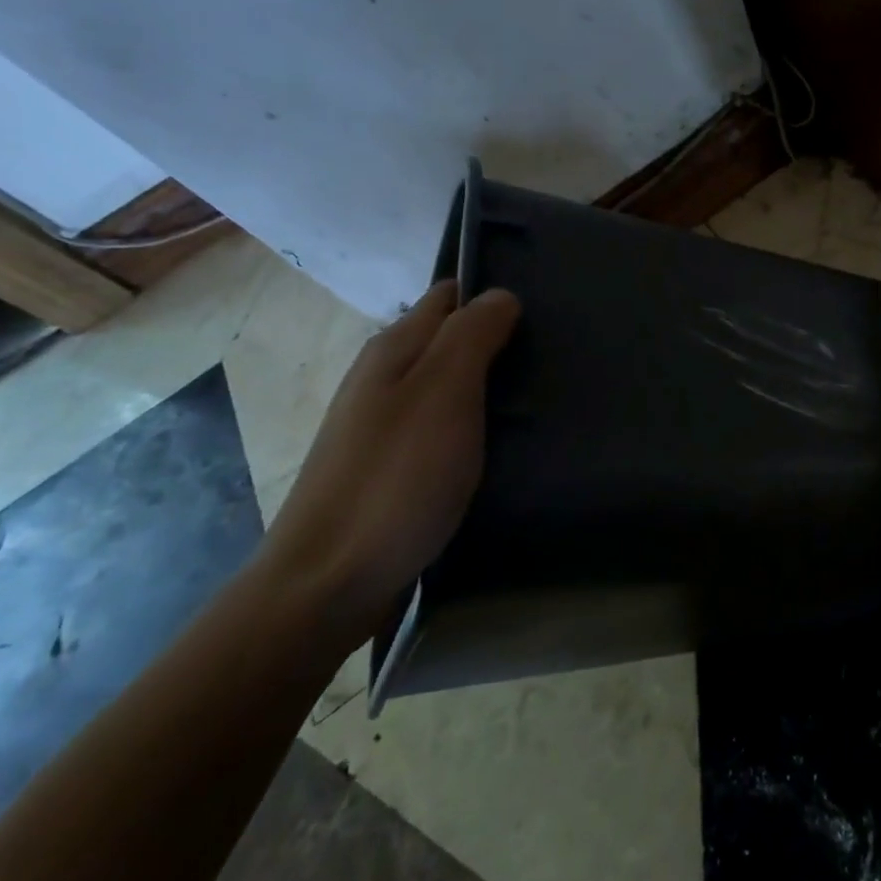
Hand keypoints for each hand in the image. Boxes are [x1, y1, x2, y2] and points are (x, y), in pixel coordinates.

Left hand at [259, 280, 520, 642]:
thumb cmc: (396, 477)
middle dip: (498, 342)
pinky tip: (502, 446)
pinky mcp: (392, 468)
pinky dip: (474, 426)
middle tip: (552, 359)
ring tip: (540, 401)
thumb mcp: (444, 391)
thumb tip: (501, 295)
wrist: (328, 585)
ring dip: (489, 387)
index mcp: (394, 349)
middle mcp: (383, 378)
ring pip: (448, 387)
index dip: (494, 295)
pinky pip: (442, 428)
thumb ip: (473, 334)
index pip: (450, 295)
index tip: (545, 312)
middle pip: (449, 340)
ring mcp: (383, 426)